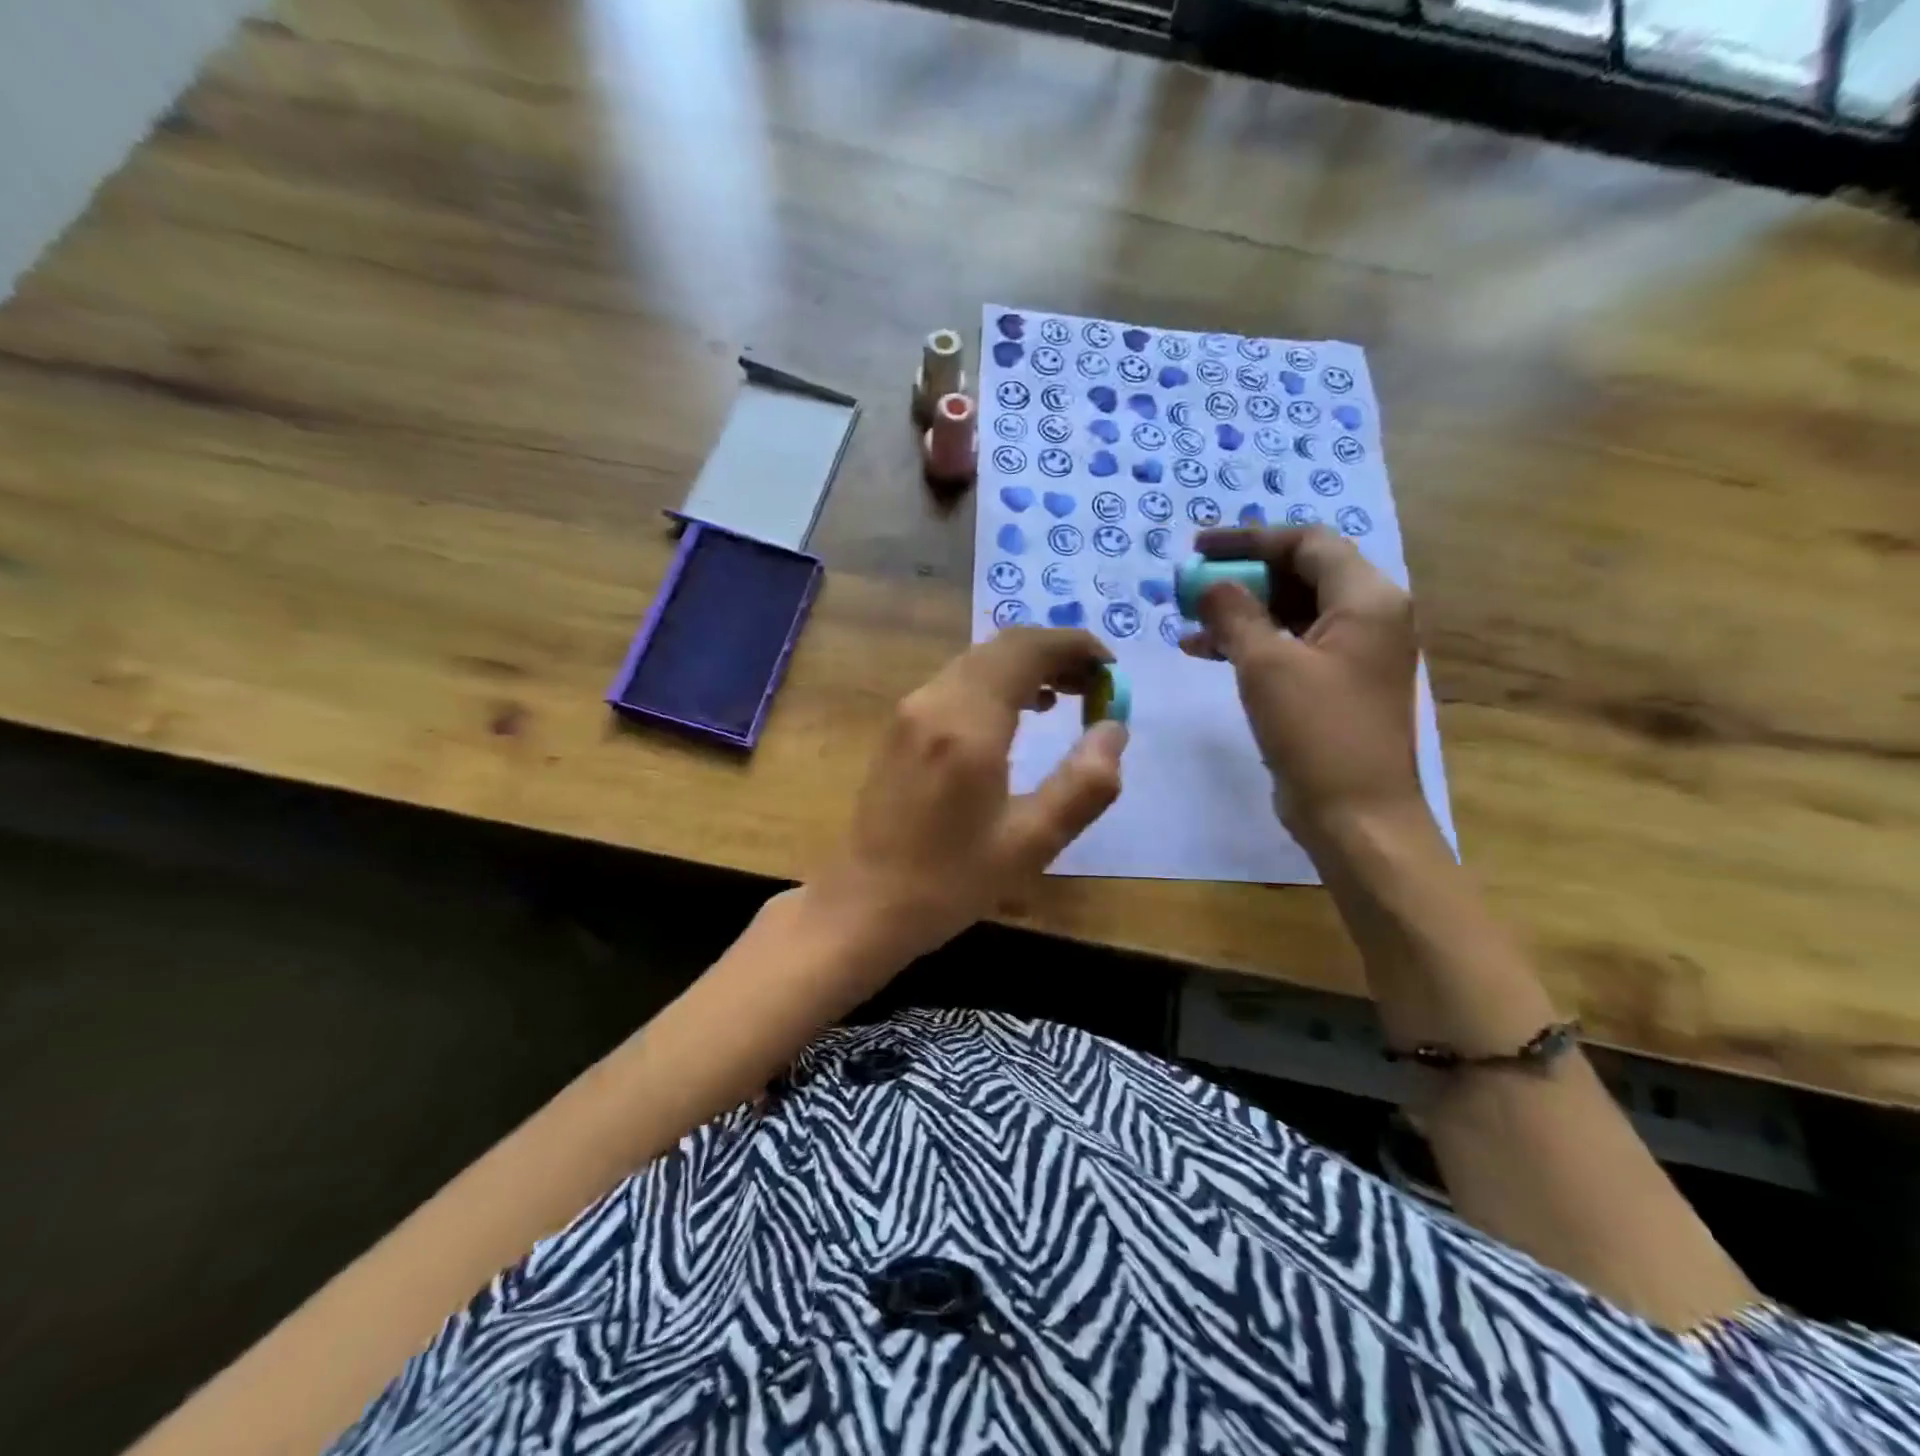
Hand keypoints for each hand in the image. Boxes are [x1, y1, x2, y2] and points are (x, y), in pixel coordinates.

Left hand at [811, 628, 1128, 959]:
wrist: (863, 905)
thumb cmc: (949, 881)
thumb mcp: (1031, 843)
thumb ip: (1084, 784)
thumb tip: (1114, 728)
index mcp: (967, 724)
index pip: (1026, 650)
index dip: (1074, 646)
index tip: (1112, 668)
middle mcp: (934, 702)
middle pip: (1001, 647)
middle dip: (1054, 654)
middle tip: (1096, 685)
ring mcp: (910, 711)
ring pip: (978, 662)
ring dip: (1025, 667)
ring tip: (1068, 696)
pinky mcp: (900, 727)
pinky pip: (957, 683)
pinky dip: (996, 683)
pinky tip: (1017, 716)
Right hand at [1182, 526, 1423, 836]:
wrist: (1356, 815)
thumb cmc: (1317, 732)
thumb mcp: (1266, 665)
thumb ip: (1234, 613)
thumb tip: (1207, 583)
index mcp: (1367, 599)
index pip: (1307, 543)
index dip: (1250, 539)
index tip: (1198, 549)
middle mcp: (1369, 617)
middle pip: (1300, 575)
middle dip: (1241, 577)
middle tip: (1189, 587)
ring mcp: (1354, 654)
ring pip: (1291, 613)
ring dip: (1241, 612)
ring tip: (1188, 622)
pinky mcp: (1335, 685)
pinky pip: (1290, 646)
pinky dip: (1251, 643)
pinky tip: (1206, 652)